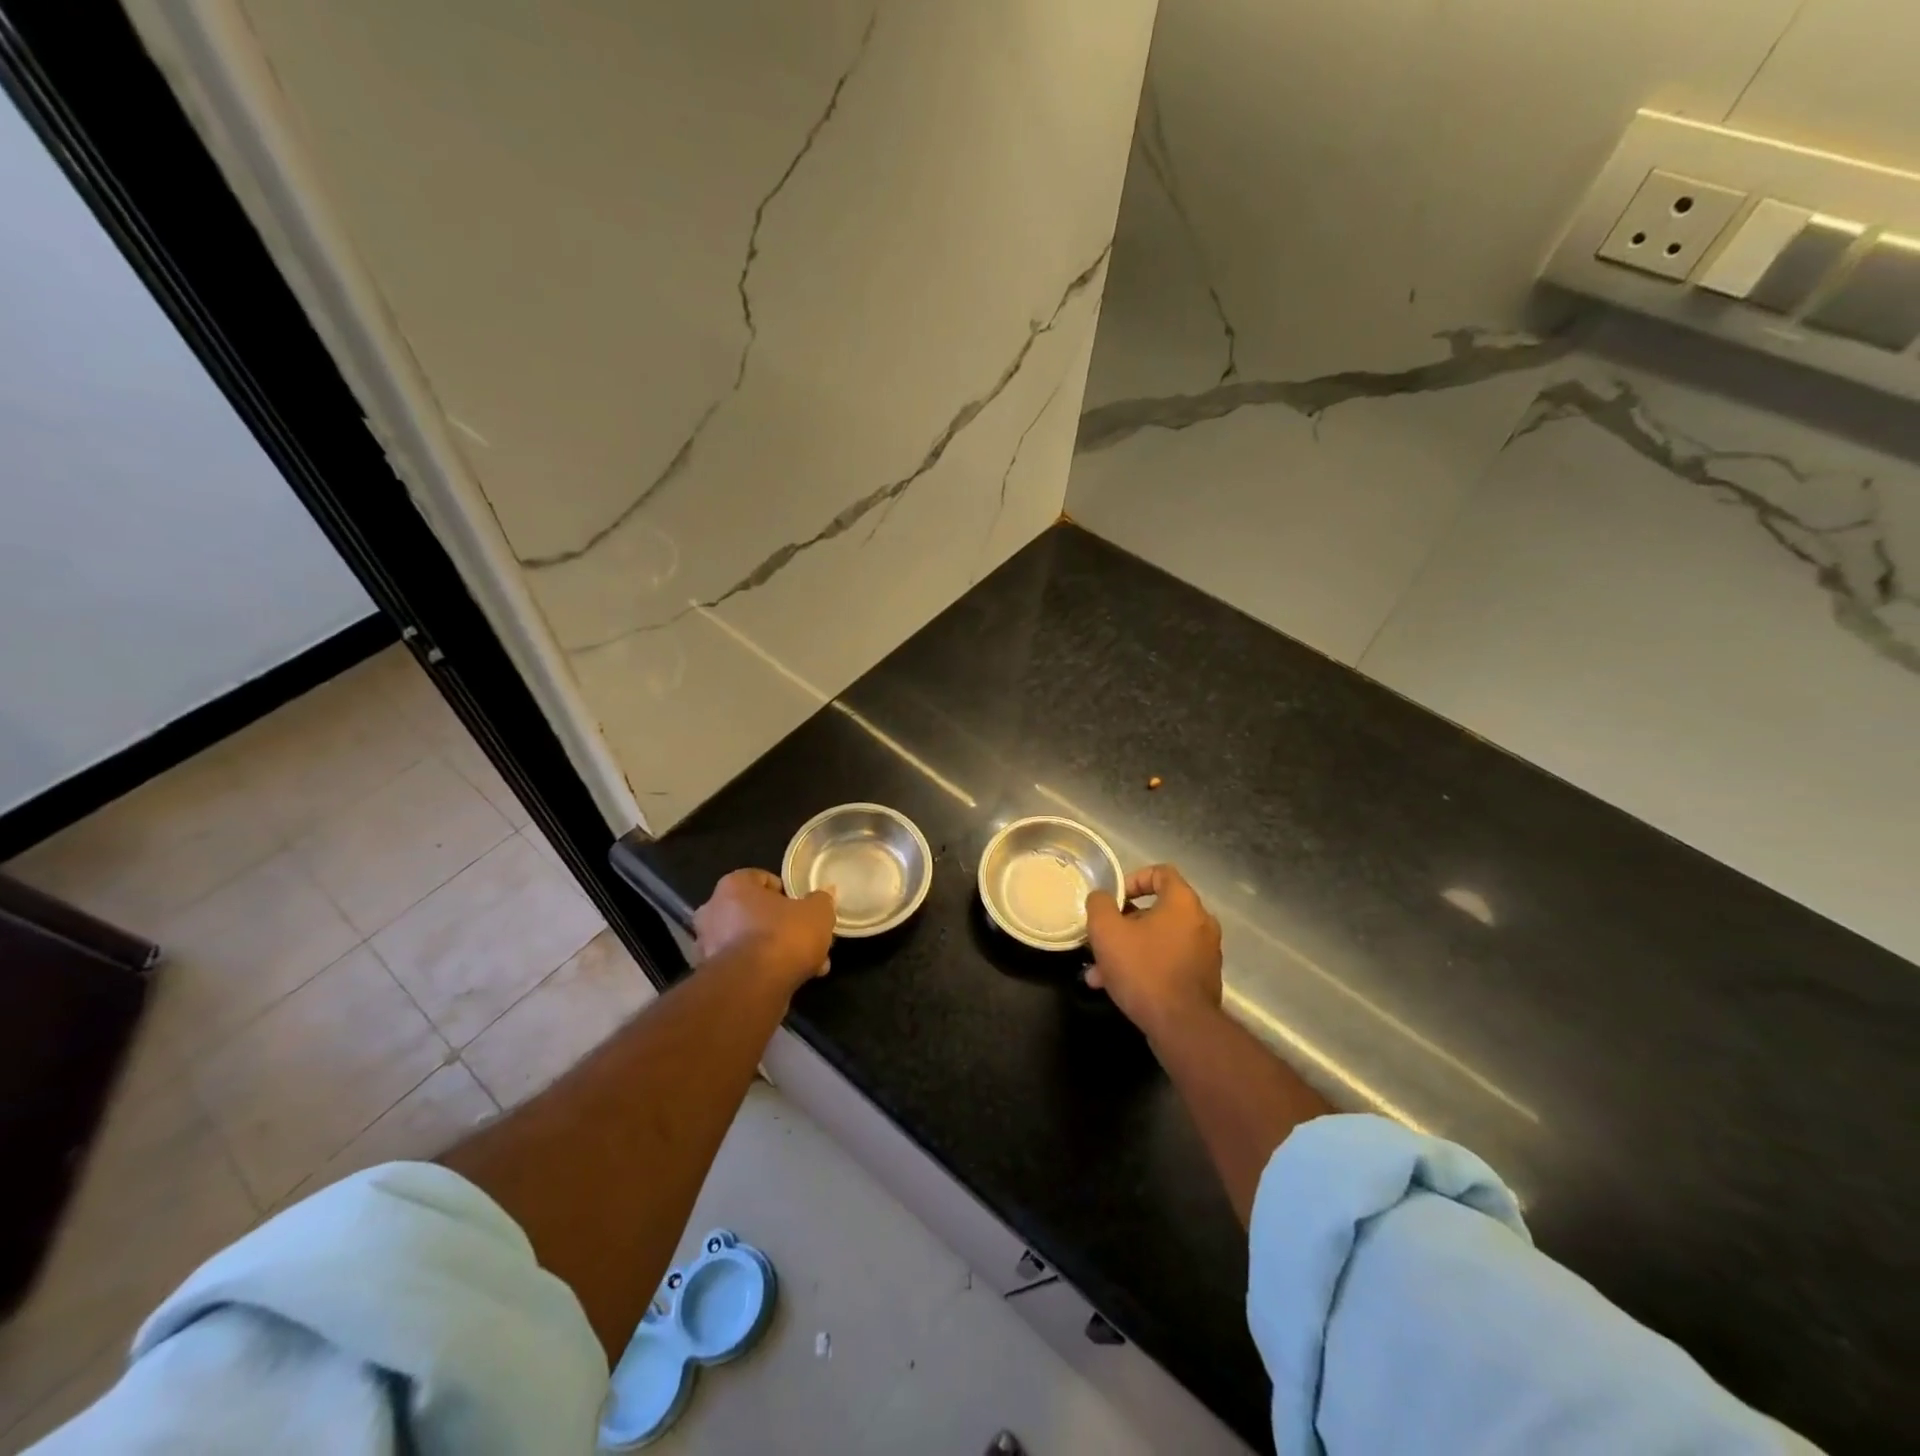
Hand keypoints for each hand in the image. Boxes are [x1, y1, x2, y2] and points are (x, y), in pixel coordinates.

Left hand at [694, 869, 835, 993]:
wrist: (753, 988)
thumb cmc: (783, 935)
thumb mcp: (817, 912)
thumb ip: (821, 900)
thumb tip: (825, 894)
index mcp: (733, 886)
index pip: (760, 878)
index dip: (785, 891)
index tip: (802, 906)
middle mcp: (713, 911)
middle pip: (754, 912)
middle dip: (782, 925)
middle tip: (807, 937)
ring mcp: (708, 945)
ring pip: (751, 941)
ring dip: (776, 950)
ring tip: (810, 964)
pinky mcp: (712, 976)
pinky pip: (745, 965)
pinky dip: (765, 970)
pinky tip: (793, 980)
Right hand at [1084, 864, 1221, 1037]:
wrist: (1182, 1027)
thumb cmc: (1143, 969)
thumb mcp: (1107, 931)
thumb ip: (1099, 904)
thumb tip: (1101, 898)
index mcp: (1183, 903)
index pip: (1161, 873)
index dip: (1133, 879)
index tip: (1114, 899)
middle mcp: (1201, 922)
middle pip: (1157, 910)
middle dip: (1124, 923)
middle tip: (1101, 939)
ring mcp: (1206, 953)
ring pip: (1159, 940)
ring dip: (1129, 949)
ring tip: (1099, 972)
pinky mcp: (1203, 979)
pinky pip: (1169, 962)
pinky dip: (1146, 967)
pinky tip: (1118, 988)